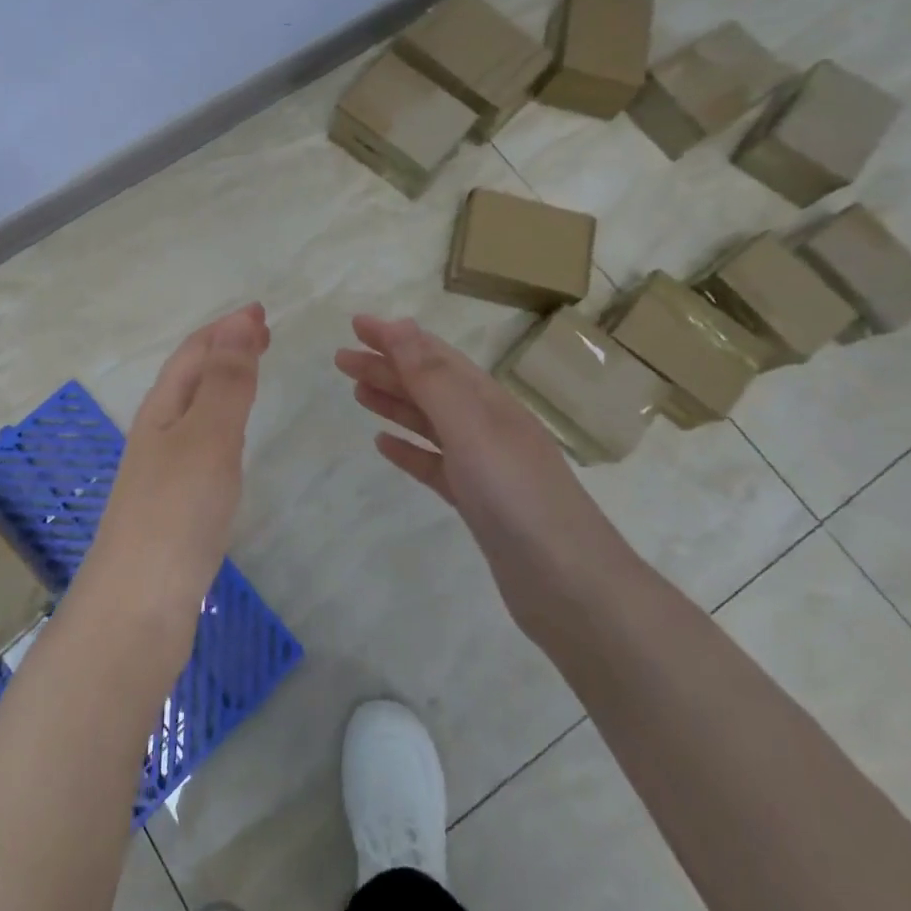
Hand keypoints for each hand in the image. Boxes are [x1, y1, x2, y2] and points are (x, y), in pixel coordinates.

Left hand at [87, 304, 269, 614]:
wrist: (139, 606)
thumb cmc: (177, 511)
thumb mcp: (207, 435)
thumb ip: (226, 381)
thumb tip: (240, 322)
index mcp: (162, 408)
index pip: (194, 352)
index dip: (226, 328)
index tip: (261, 312)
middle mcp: (157, 432)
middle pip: (190, 377)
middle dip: (224, 350)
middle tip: (263, 336)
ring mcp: (162, 471)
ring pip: (194, 410)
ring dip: (222, 384)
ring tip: (252, 375)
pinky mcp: (173, 505)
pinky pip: (200, 445)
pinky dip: (222, 425)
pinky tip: (231, 443)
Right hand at [334, 314, 635, 640]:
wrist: (569, 586)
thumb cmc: (517, 496)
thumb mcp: (471, 426)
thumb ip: (432, 377)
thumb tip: (399, 325)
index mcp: (488, 401)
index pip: (434, 356)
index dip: (395, 337)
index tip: (356, 325)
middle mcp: (486, 426)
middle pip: (428, 385)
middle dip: (386, 367)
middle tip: (341, 359)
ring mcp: (483, 466)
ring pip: (429, 422)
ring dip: (394, 402)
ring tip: (357, 392)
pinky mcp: (477, 502)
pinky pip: (434, 464)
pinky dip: (408, 449)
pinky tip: (384, 444)